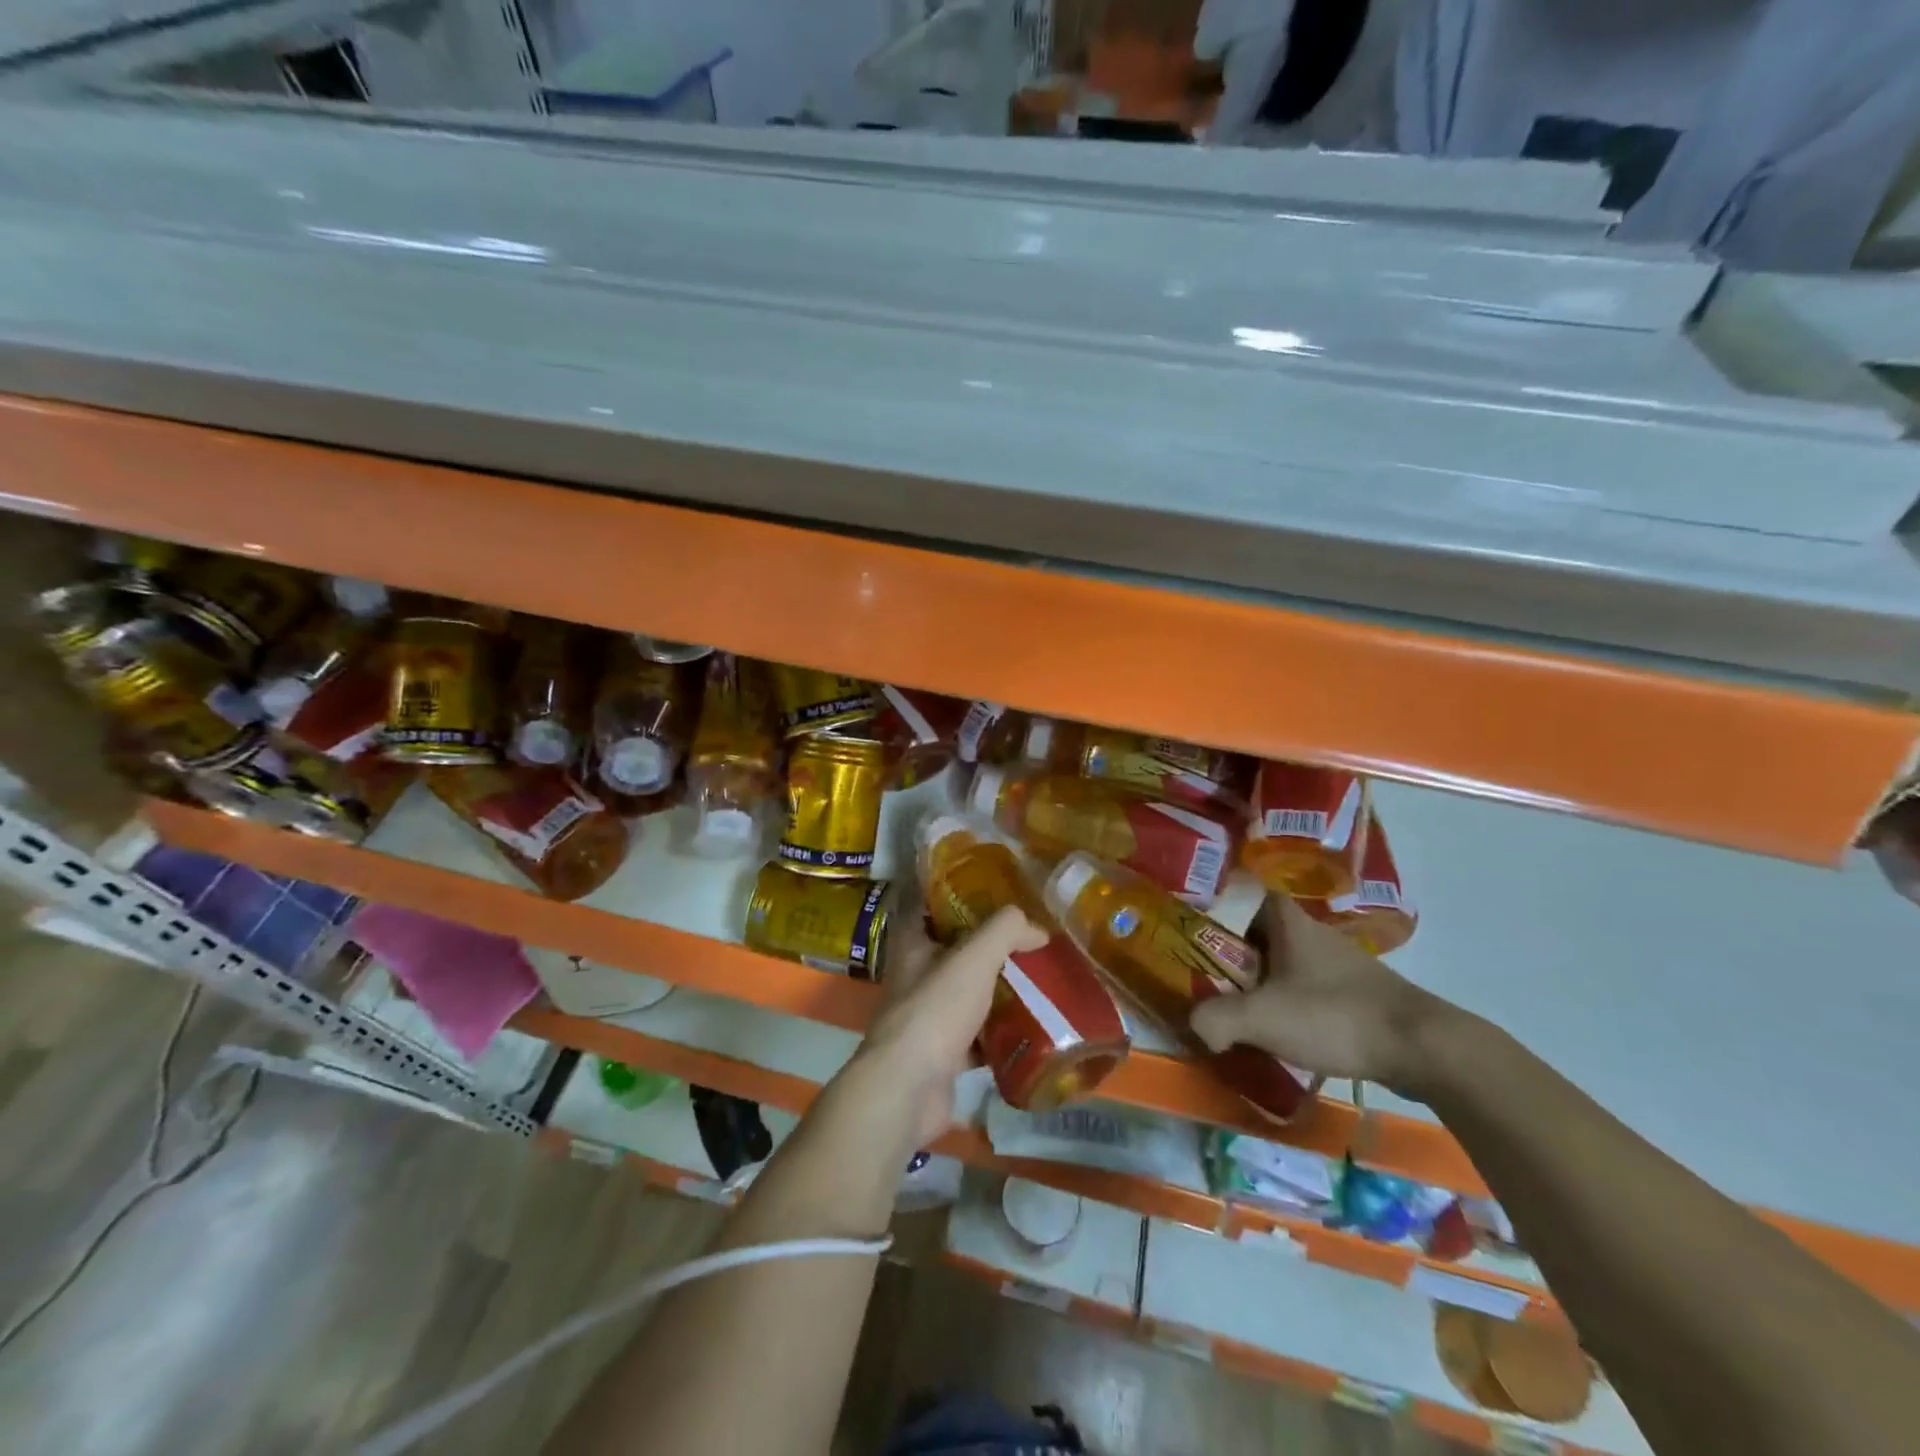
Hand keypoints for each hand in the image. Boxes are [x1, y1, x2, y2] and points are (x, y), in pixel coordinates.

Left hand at [849, 907, 1047, 1152]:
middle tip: (1030, 939)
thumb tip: (1037, 927)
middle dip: (990, 946)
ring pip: (968, 993)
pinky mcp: (942, 1053)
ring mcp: (927, 1016)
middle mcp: (915, 976)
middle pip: (956, 951)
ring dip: (998, 989)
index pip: (931, 906)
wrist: (909, 1088)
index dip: (959, 895)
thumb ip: (1005, 932)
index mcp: (912, 944)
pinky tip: (1031, 1028)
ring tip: (1040, 980)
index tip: (995, 891)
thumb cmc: (935, 1010)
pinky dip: (1000, 1032)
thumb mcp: (974, 958)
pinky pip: (977, 1035)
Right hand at [1189, 893, 1452, 1095]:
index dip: (1218, 904)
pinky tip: (1280, 1029)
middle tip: (1203, 973)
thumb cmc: (1335, 1015)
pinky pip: (1308, 988)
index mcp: (1288, 922)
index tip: (1193, 924)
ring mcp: (1339, 964)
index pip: (1246, 893)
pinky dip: (1289, 1002)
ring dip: (1261, 979)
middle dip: (1232, 950)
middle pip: (1260, 931)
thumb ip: (1216, 1019)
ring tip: (1235, 1005)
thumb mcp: (1262, 1017)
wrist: (1422, 1047)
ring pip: (1285, 962)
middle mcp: (1313, 933)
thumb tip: (1194, 1028)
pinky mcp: (1357, 994)